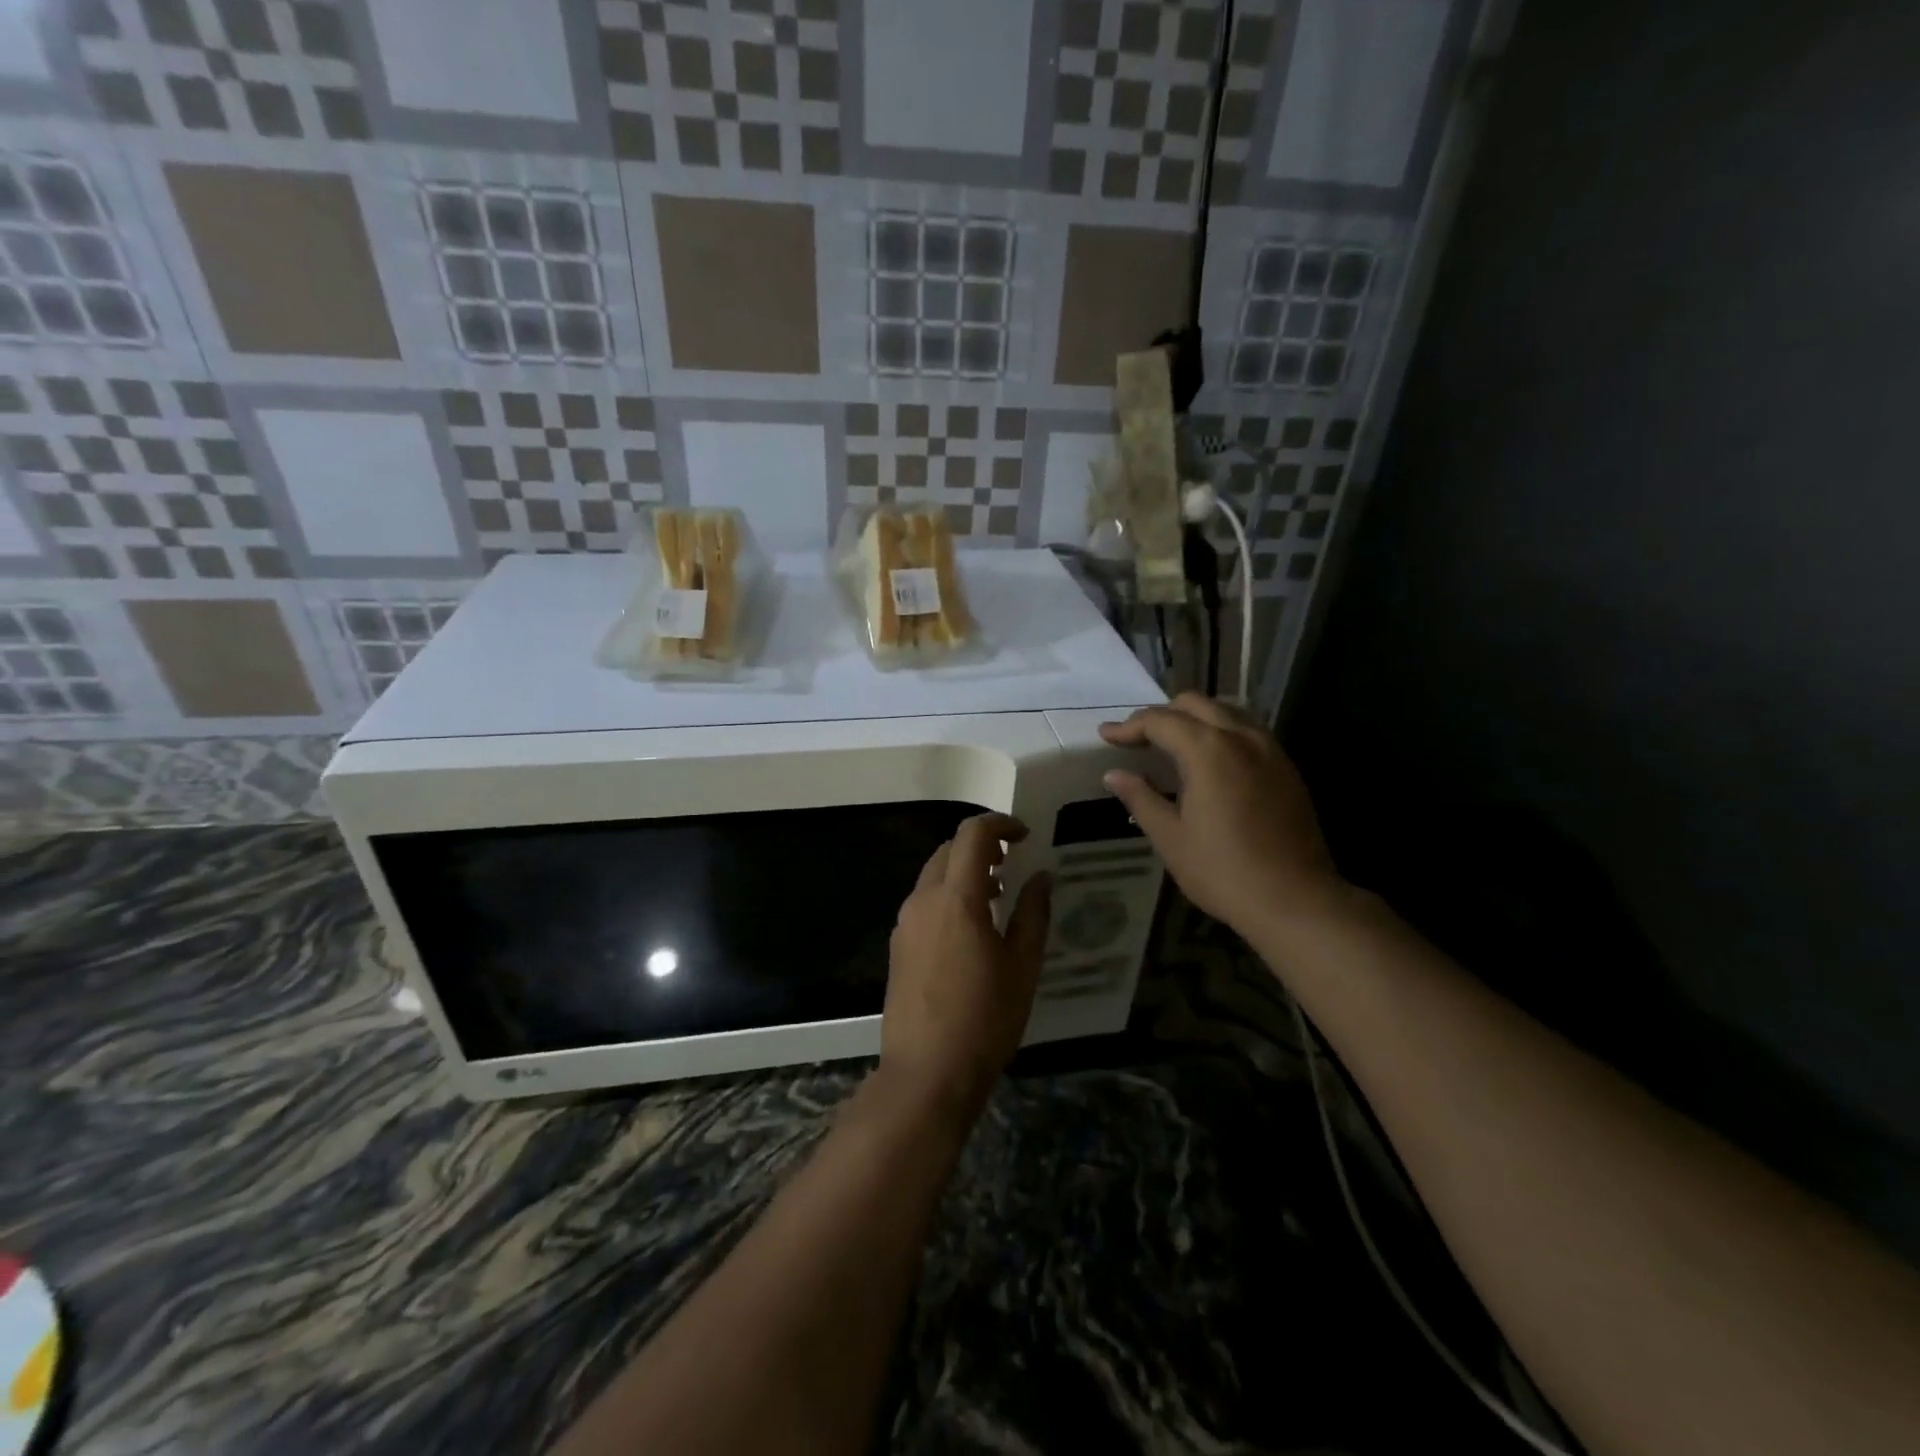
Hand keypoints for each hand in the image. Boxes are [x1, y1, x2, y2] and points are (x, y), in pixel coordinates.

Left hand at [881, 814, 1051, 1119]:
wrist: (926, 1073)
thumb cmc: (985, 1019)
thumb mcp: (1023, 966)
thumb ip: (1033, 913)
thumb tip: (1041, 877)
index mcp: (956, 898)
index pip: (972, 834)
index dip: (1000, 824)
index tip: (1024, 837)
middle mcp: (923, 900)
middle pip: (949, 850)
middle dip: (981, 847)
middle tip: (1013, 867)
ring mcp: (905, 923)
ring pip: (933, 875)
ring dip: (964, 872)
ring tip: (996, 898)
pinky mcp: (898, 945)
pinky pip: (924, 901)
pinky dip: (948, 895)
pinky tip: (970, 928)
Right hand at [1099, 693, 1344, 935]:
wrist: (1295, 900)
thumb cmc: (1223, 871)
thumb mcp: (1171, 837)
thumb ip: (1141, 798)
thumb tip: (1114, 775)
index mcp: (1209, 750)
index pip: (1160, 720)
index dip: (1129, 726)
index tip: (1106, 736)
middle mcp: (1242, 737)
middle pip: (1195, 704)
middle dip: (1161, 714)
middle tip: (1137, 739)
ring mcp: (1270, 750)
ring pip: (1226, 712)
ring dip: (1194, 719)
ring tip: (1171, 745)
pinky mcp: (1286, 768)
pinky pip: (1248, 731)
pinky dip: (1221, 733)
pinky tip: (1210, 761)